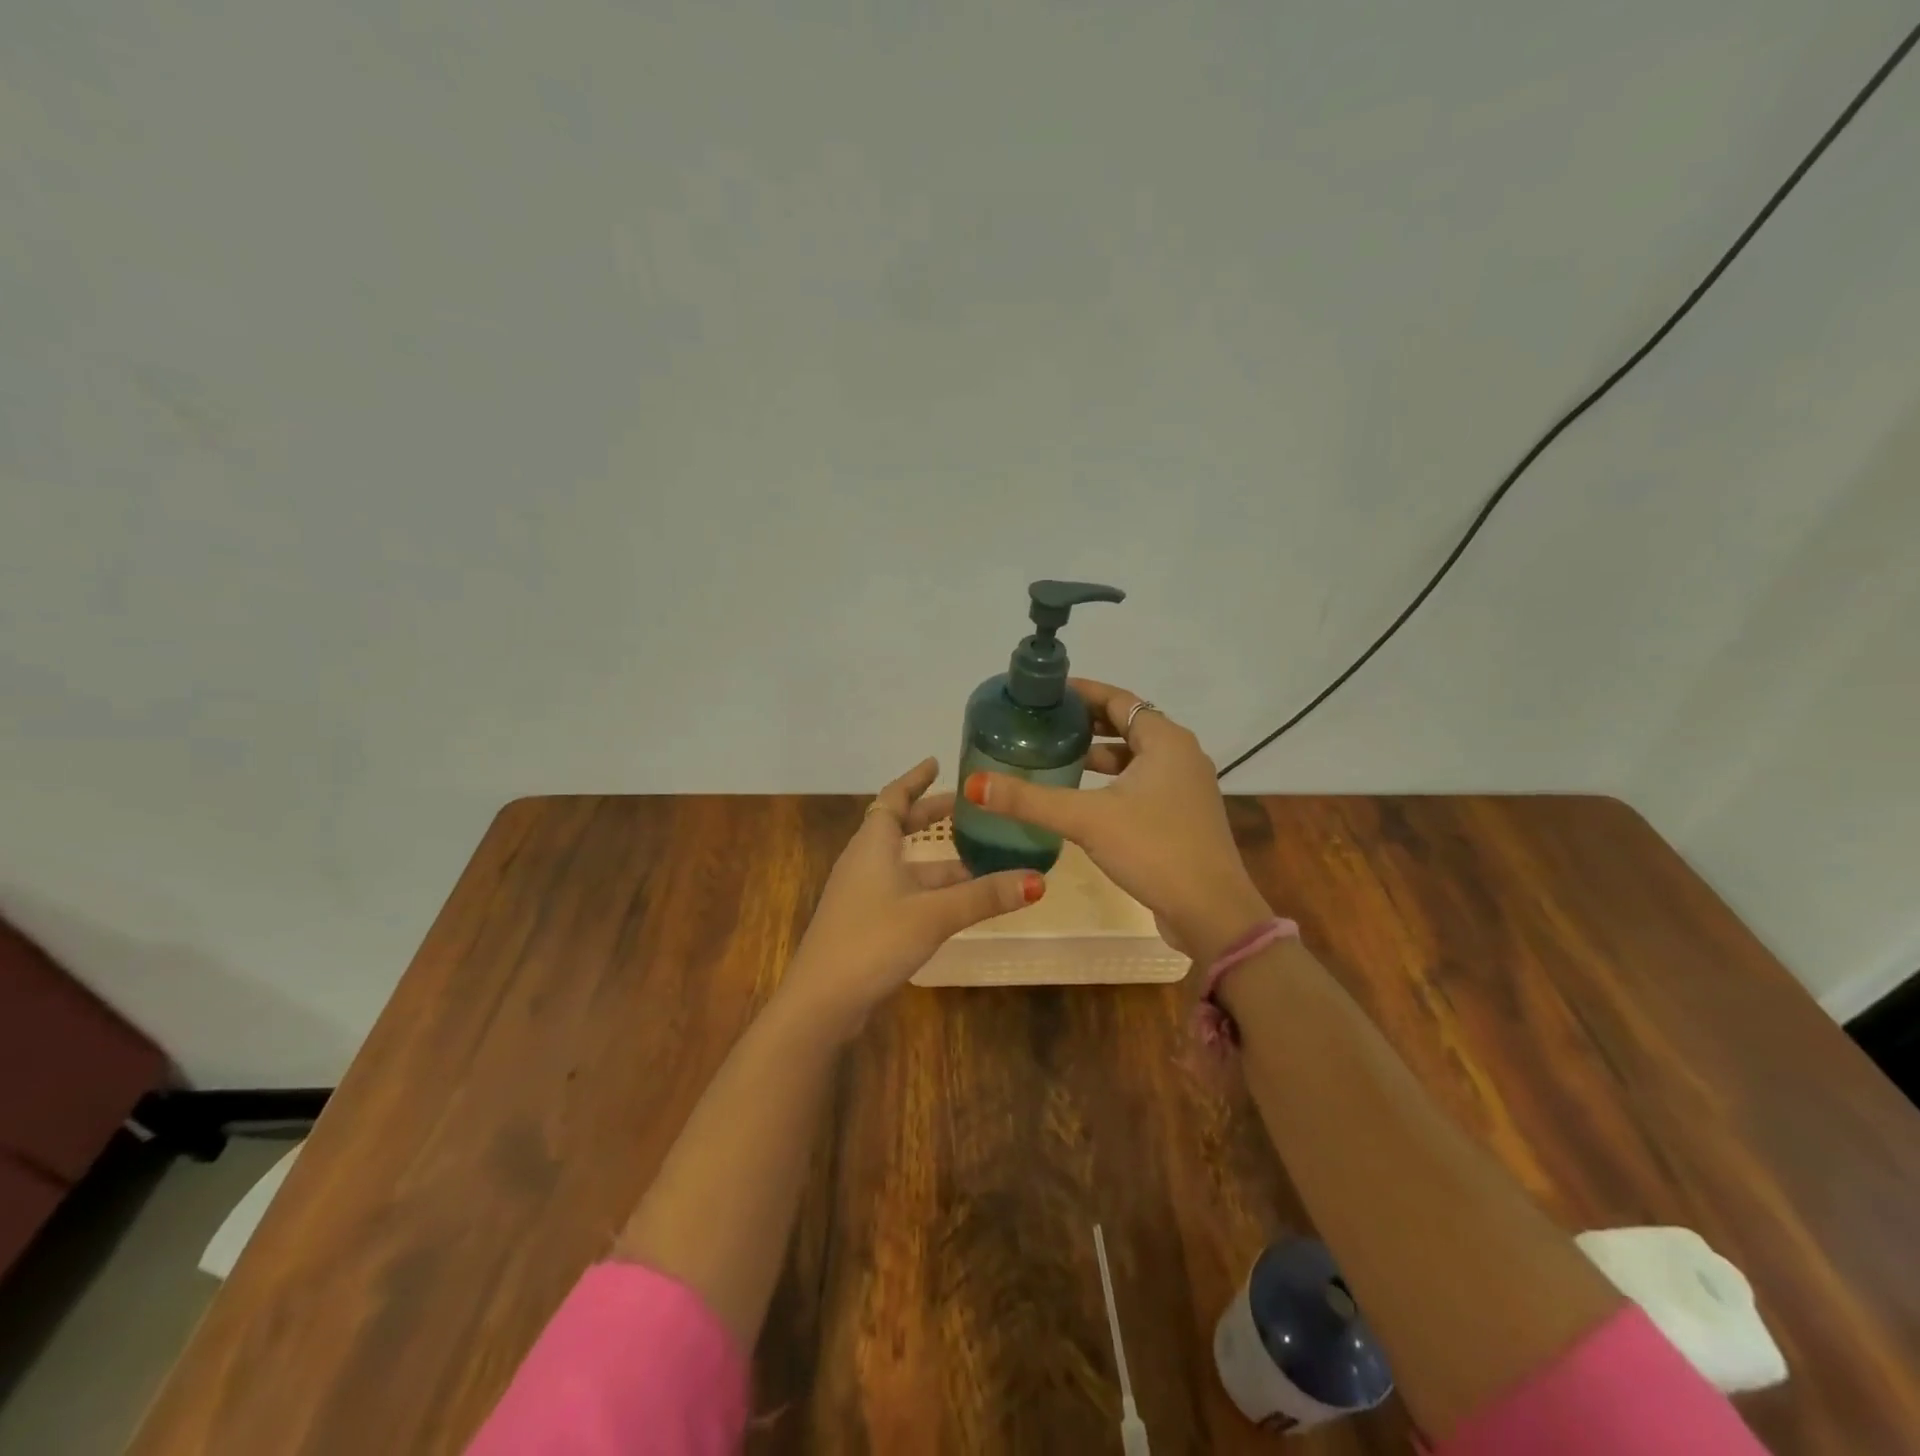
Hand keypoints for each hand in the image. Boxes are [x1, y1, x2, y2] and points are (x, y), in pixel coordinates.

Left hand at [780, 757, 1044, 1034]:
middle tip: (965, 808)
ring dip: (936, 859)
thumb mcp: (934, 914)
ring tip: (977, 857)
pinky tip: (955, 901)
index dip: (914, 779)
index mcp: (873, 845)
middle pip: (897, 827)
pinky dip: (929, 886)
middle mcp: (864, 862)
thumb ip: (983, 896)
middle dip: (930, 815)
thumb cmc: (873, 940)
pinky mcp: (865, 921)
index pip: (894, 798)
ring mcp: (862, 894)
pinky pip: (902, 889)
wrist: (823, 1000)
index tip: (935, 762)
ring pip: (903, 863)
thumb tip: (1037, 880)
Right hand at [961, 680, 1270, 967]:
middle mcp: (1180, 755)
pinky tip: (1082, 798)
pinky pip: (1140, 783)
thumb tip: (975, 784)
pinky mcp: (1181, 815)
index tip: (1044, 694)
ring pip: (1134, 757)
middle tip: (1042, 725)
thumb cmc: (1154, 849)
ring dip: (1098, 755)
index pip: (1118, 699)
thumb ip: (1030, 800)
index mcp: (1166, 740)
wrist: (1211, 912)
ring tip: (1054, 757)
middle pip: (1126, 725)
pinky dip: (1111, 781)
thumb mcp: (1087, 819)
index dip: (1081, 693)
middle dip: (1085, 723)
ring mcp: (1184, 787)